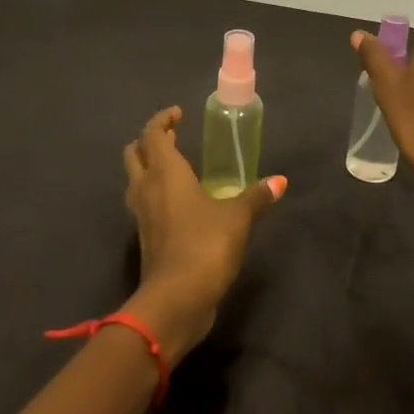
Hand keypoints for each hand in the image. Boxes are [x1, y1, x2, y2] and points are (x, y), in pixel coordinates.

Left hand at [120, 106, 285, 357]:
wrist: (176, 300)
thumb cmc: (205, 245)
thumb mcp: (237, 217)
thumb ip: (256, 196)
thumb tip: (279, 181)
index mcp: (164, 173)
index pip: (152, 134)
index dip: (162, 120)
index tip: (178, 114)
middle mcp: (146, 189)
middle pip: (134, 154)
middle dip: (150, 142)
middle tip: (174, 138)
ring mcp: (141, 216)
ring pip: (136, 180)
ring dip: (150, 169)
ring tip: (178, 168)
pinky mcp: (146, 239)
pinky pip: (145, 205)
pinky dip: (157, 195)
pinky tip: (181, 204)